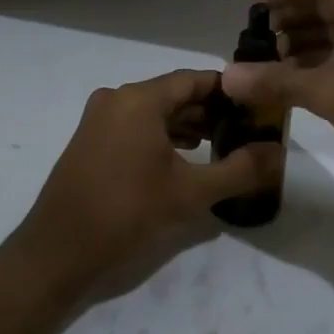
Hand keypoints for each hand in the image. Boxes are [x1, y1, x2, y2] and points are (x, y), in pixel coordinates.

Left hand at [6, 70, 280, 302]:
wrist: (56, 253)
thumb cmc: (126, 214)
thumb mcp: (192, 193)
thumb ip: (240, 169)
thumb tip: (277, 152)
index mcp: (139, 99)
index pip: (195, 80)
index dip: (229, 91)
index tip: (257, 106)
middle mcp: (117, 98)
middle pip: (174, 93)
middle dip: (211, 110)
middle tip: (245, 128)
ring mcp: (99, 119)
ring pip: (155, 111)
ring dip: (188, 124)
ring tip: (222, 143)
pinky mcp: (90, 141)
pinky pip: (136, 126)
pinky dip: (163, 136)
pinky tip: (185, 157)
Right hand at [221, 0, 333, 182]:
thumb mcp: (327, 90)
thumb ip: (275, 81)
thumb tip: (227, 77)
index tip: (250, 4)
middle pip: (325, 4)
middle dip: (289, 20)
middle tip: (256, 40)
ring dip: (305, 44)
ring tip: (271, 64)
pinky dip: (325, 62)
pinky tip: (302, 82)